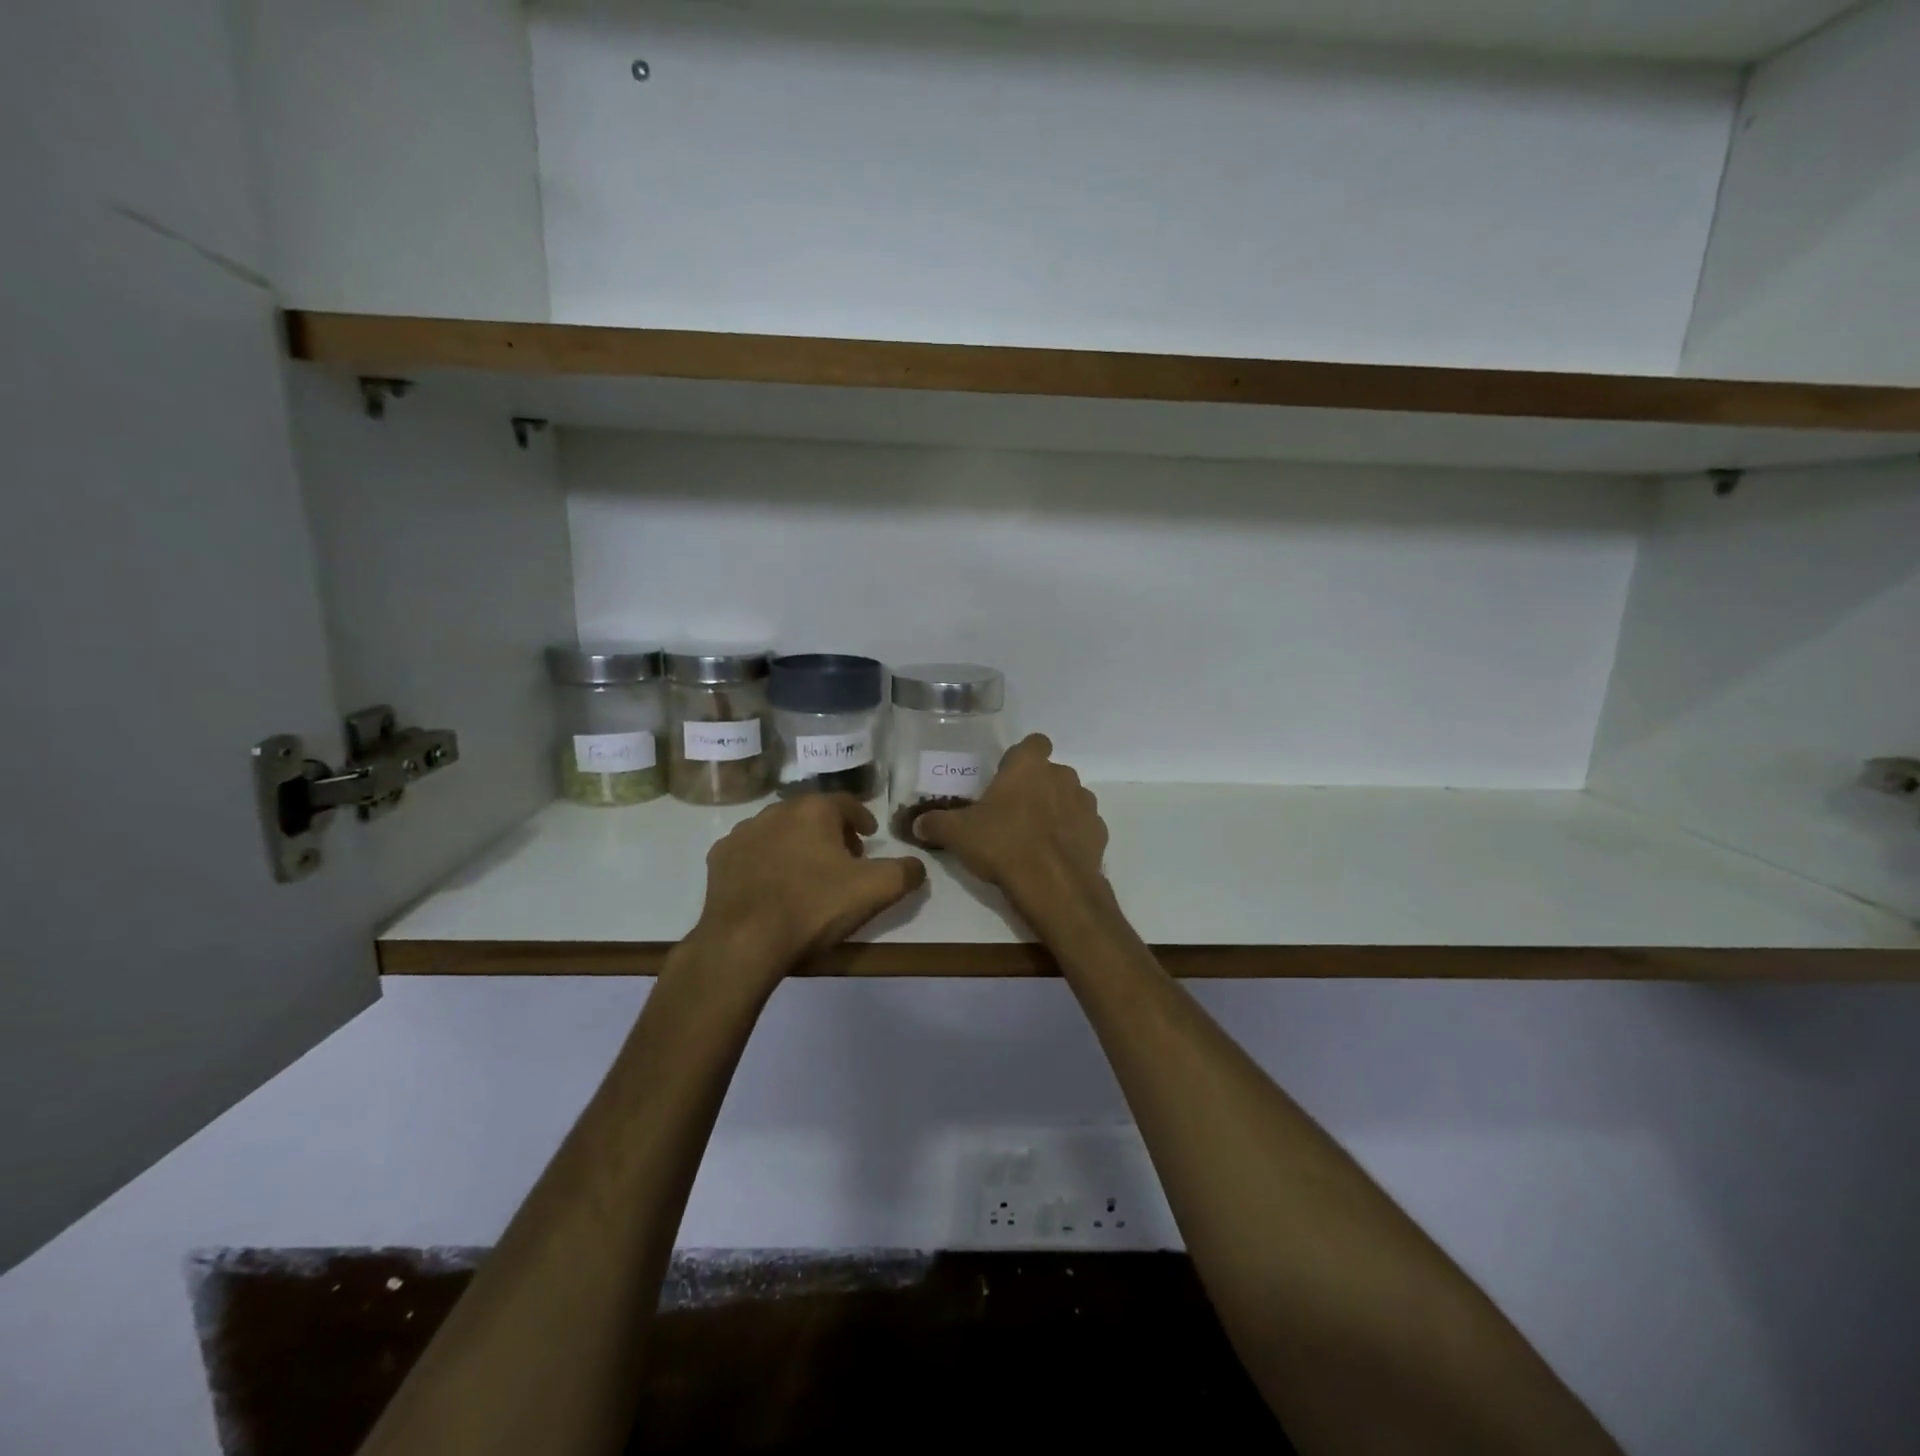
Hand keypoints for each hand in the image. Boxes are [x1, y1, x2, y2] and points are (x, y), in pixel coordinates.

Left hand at [692, 794, 927, 976]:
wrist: (743, 942)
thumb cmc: (813, 907)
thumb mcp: (875, 890)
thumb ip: (904, 872)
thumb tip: (916, 865)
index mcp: (813, 810)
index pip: (846, 803)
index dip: (862, 818)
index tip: (869, 836)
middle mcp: (776, 810)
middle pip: (812, 815)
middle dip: (830, 832)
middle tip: (844, 859)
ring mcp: (743, 833)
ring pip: (780, 831)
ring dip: (797, 845)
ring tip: (807, 875)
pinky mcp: (720, 859)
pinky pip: (752, 853)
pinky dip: (766, 862)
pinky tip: (773, 887)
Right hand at [914, 735, 1109, 920]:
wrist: (1054, 886)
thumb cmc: (1003, 845)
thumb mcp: (957, 834)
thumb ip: (935, 824)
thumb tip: (917, 824)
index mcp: (1029, 766)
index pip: (1034, 742)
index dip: (1021, 757)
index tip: (1006, 777)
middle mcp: (1062, 776)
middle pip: (1050, 773)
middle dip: (1035, 788)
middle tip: (1012, 813)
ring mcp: (1085, 804)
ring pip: (1069, 798)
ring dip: (1055, 811)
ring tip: (1033, 838)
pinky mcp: (1099, 833)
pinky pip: (1082, 827)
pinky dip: (1071, 836)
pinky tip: (1053, 857)